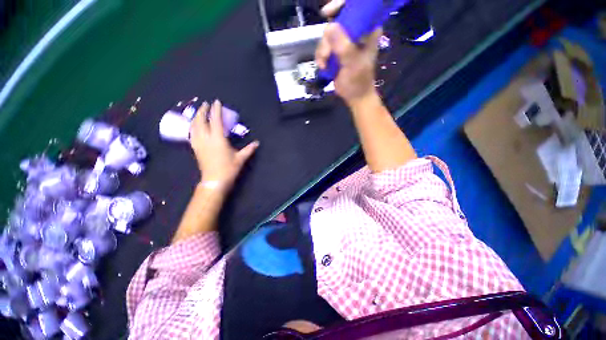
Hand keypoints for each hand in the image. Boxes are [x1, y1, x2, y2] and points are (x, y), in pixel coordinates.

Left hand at [189, 100, 258, 190]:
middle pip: (201, 121)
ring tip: (199, 112)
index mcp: (218, 139)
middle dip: (203, 111)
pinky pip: (191, 134)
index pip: (215, 121)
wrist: (214, 181)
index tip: (216, 102)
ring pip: (194, 126)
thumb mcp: (241, 158)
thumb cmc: (228, 169)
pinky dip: (192, 127)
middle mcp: (206, 138)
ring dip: (196, 117)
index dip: (216, 110)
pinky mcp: (195, 149)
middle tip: (205, 104)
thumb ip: (249, 149)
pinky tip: (194, 126)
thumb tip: (257, 143)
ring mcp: (199, 143)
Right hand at [315, 0, 381, 106]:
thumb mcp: (353, 63)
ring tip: (324, 64)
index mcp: (368, 30)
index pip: (356, 7)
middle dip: (327, 39)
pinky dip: (321, 56)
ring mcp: (345, 41)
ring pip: (327, 35)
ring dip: (322, 50)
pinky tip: (323, 66)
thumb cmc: (358, 81)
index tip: (328, 13)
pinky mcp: (336, 51)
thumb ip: (343, 46)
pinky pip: (324, 46)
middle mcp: (356, 32)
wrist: (354, 96)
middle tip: (326, 55)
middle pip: (336, 21)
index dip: (340, 5)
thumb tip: (329, 27)